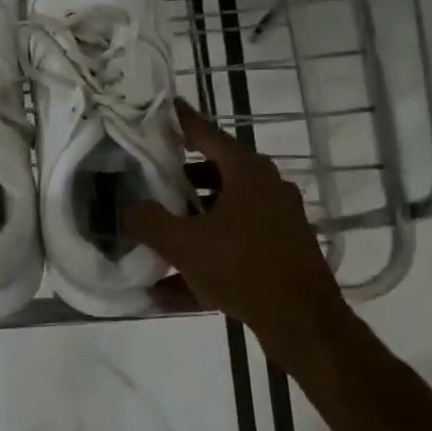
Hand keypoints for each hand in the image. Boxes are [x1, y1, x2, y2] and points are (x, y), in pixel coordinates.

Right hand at [125, 100, 353, 342]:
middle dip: (180, 178)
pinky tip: (170, 288)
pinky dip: (206, 257)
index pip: (206, 134)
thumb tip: (128, 209)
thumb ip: (149, 222)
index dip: (181, 121)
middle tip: (149, 178)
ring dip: (192, 222)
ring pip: (225, 212)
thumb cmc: (242, 267)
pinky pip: (235, 246)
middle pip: (216, 173)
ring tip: (156, 233)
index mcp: (247, 172)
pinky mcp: (282, 253)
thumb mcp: (184, 244)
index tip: (162, 108)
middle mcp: (267, 188)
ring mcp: (279, 221)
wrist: (303, 322)